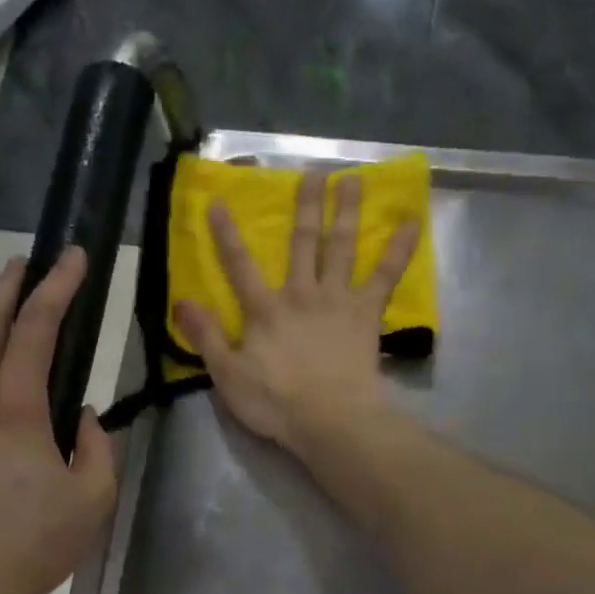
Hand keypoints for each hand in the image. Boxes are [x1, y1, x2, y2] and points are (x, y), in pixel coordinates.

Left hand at [0, 249, 116, 593]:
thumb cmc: (32, 547)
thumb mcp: (92, 499)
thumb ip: (97, 446)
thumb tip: (83, 416)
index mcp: (12, 413)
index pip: (35, 331)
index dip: (57, 288)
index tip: (72, 257)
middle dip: (6, 286)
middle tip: (27, 262)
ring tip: (21, 328)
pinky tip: (6, 403)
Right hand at [175, 170, 419, 453]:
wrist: (332, 420)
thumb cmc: (276, 403)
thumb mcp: (228, 375)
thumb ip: (207, 336)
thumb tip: (182, 300)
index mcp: (265, 310)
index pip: (240, 265)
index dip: (227, 234)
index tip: (219, 202)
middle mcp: (301, 294)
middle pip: (303, 243)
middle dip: (305, 207)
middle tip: (313, 173)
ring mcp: (337, 300)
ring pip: (341, 247)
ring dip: (346, 212)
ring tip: (353, 180)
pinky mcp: (365, 314)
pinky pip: (385, 276)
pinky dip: (398, 249)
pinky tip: (411, 223)